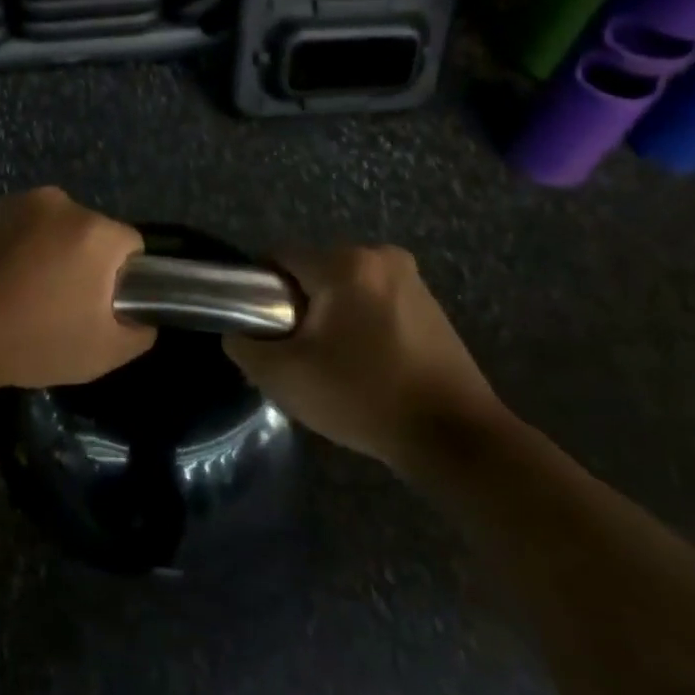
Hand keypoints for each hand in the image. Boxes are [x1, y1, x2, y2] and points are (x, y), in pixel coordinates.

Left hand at [0, 189, 152, 395]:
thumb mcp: (103, 354)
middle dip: (81, 263)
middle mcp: (57, 202)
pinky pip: (11, 228)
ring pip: (49, 228)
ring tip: (18, 296)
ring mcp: (12, 202)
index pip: (130, 248)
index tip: (95, 310)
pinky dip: (10, 249)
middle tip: (57, 307)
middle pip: (88, 233)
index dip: (119, 281)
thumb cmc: (27, 344)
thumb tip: (140, 313)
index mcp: (93, 230)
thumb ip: (140, 330)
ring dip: (44, 253)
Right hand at [224, 246, 506, 480]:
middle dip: (299, 305)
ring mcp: (411, 278)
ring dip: (331, 315)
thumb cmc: (363, 397)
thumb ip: (245, 345)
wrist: (455, 438)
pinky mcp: (430, 303)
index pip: (279, 257)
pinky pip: (374, 300)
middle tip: (298, 353)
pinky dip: (361, 322)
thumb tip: (239, 331)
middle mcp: (380, 255)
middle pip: (313, 270)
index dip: (261, 290)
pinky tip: (367, 363)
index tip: (265, 329)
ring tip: (334, 363)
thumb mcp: (284, 376)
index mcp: (344, 263)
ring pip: (344, 286)